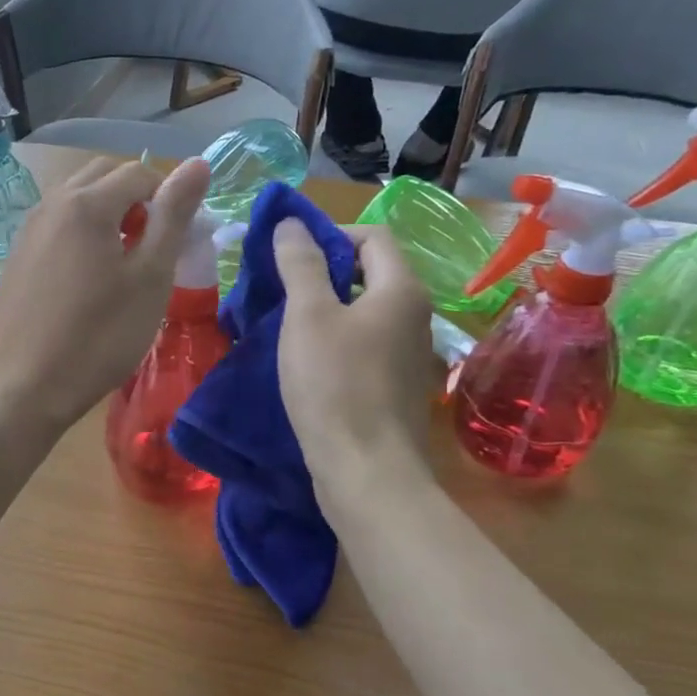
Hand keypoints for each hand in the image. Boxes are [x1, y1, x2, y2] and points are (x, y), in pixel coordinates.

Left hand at [0, 155, 210, 431]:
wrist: (21, 389)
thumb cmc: (98, 337)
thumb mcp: (150, 278)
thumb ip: (173, 217)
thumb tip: (197, 163)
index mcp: (87, 203)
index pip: (140, 173)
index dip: (169, 198)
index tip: (179, 241)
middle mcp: (51, 203)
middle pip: (104, 176)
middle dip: (136, 198)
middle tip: (153, 247)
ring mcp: (28, 229)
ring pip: (77, 199)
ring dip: (108, 214)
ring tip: (124, 264)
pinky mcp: (16, 257)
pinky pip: (57, 225)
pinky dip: (81, 233)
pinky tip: (88, 280)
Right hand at [273, 220, 438, 499]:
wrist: (366, 472)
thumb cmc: (335, 385)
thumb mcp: (308, 316)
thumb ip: (300, 264)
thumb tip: (292, 223)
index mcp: (401, 290)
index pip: (373, 236)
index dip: (330, 235)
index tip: (290, 257)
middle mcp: (415, 316)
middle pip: (370, 273)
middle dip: (324, 272)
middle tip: (281, 290)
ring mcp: (408, 355)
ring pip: (364, 312)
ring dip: (326, 309)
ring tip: (286, 325)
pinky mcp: (394, 387)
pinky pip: (364, 345)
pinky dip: (335, 341)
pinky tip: (306, 362)